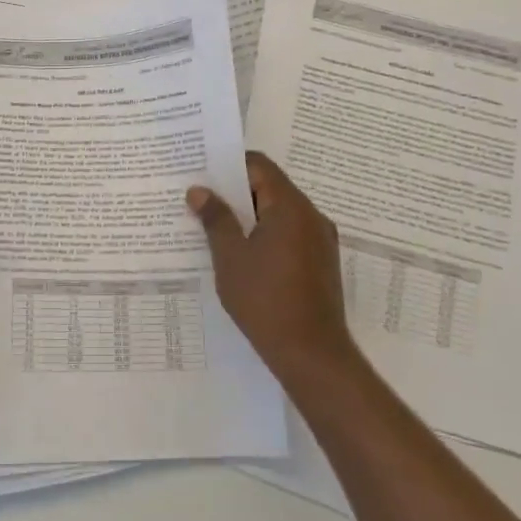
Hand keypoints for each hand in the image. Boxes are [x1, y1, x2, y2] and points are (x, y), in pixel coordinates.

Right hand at [187, 152, 359, 385]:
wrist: (312, 354)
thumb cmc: (265, 300)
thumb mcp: (231, 257)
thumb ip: (215, 219)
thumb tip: (199, 191)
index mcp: (290, 206)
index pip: (259, 166)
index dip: (230, 166)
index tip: (202, 174)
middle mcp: (311, 215)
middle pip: (270, 187)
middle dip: (236, 192)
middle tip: (202, 201)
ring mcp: (320, 240)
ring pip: (280, 213)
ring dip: (250, 216)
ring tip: (217, 228)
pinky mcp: (321, 262)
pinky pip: (290, 234)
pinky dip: (267, 235)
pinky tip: (243, 255)